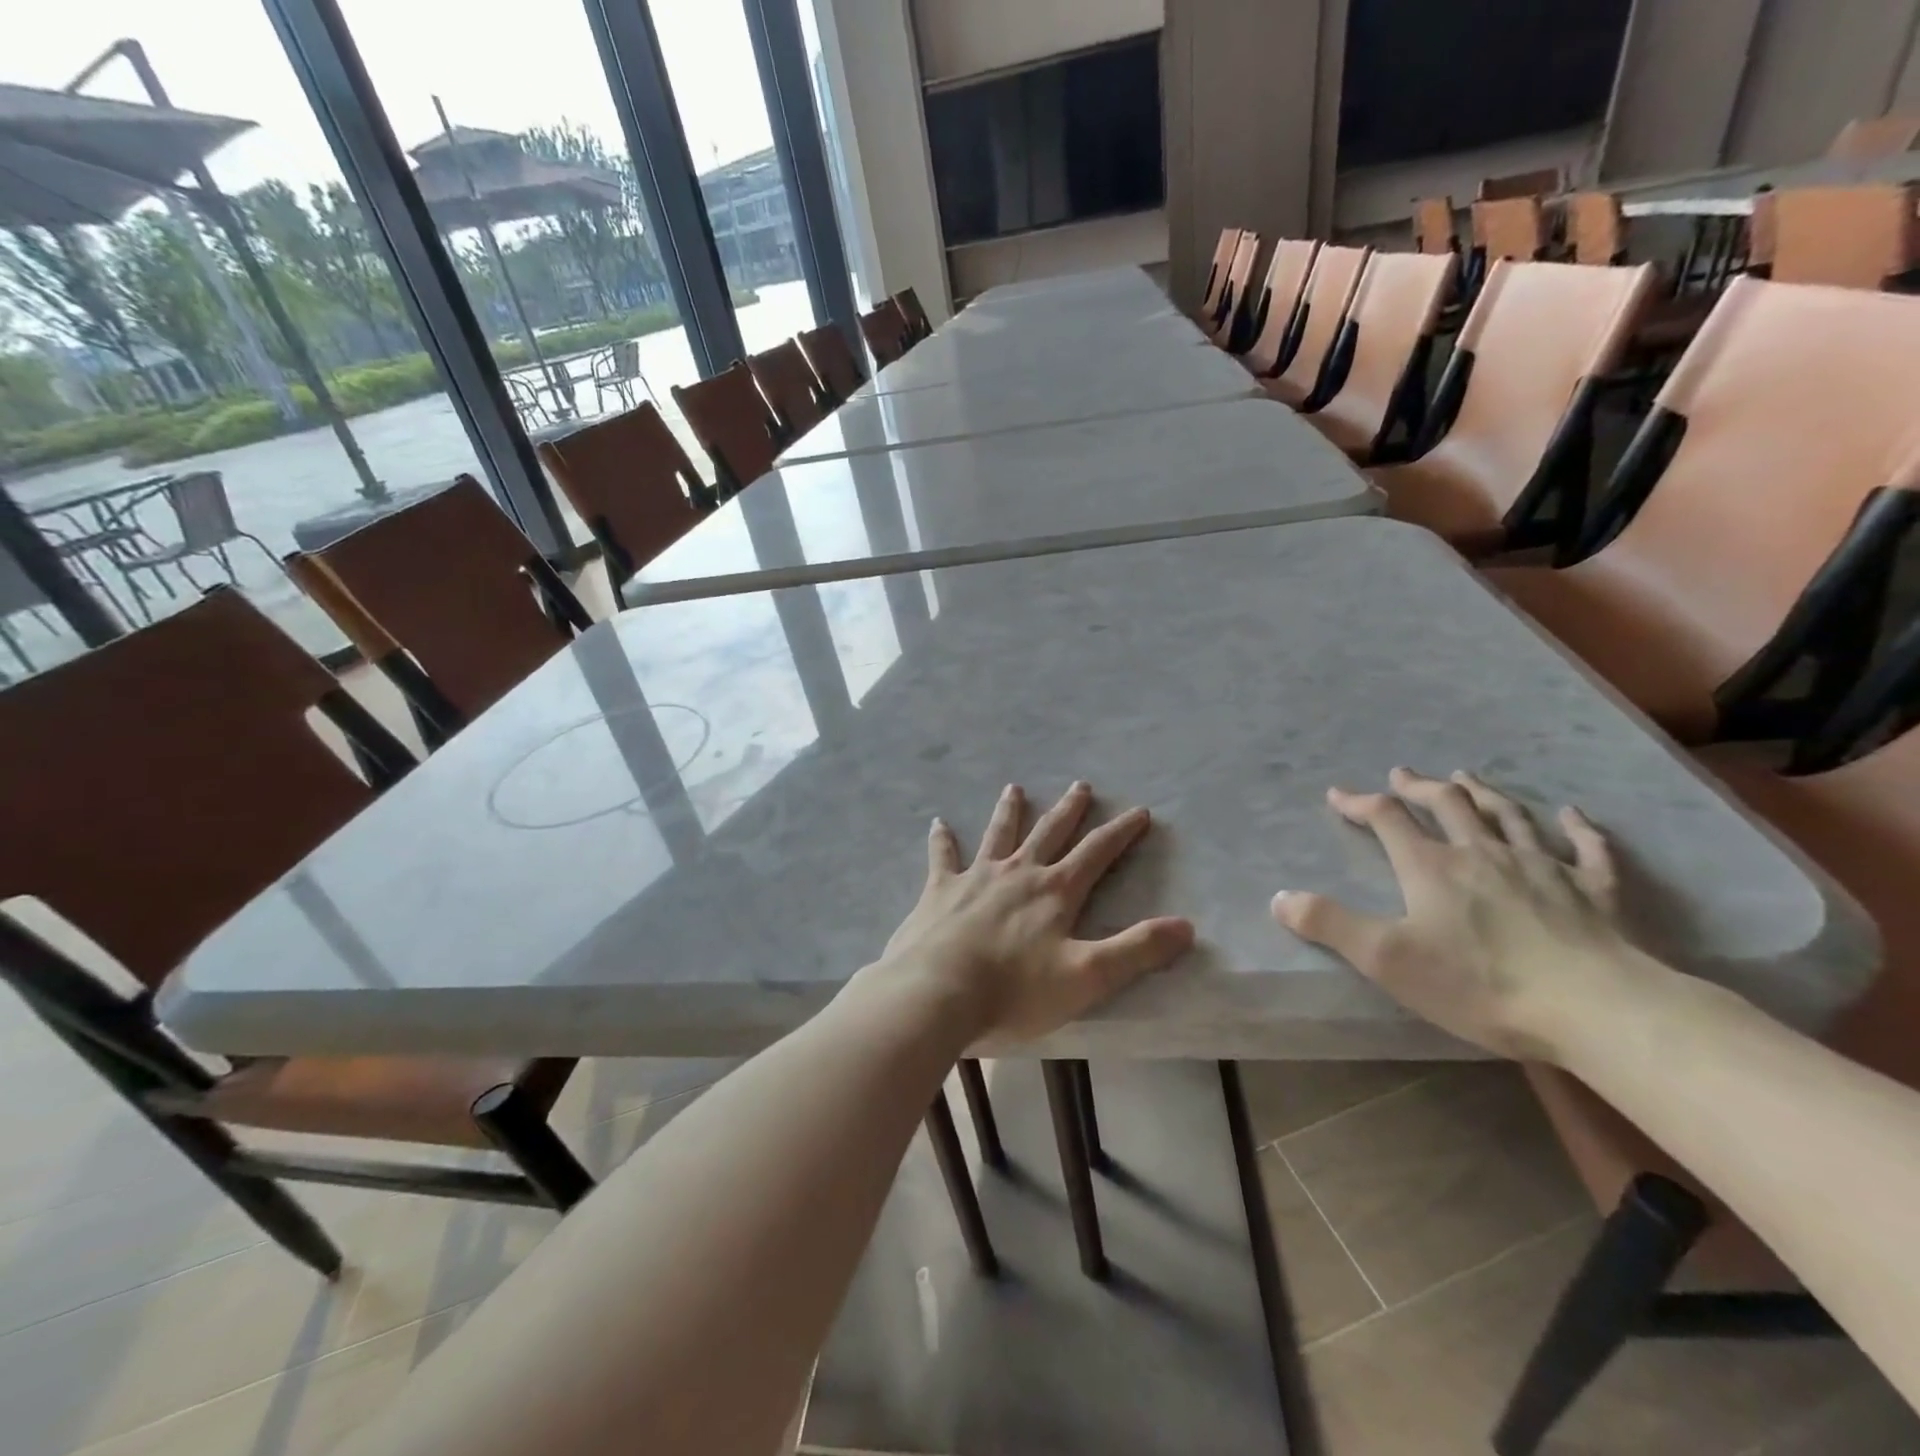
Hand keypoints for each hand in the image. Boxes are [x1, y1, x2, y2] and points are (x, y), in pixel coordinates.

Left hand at [876, 781, 1193, 1042]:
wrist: (938, 993)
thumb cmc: (1015, 991)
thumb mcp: (1087, 977)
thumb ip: (1136, 950)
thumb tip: (1186, 926)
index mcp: (1055, 892)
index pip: (1096, 853)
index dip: (1120, 832)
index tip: (1139, 811)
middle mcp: (1018, 873)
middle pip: (1049, 833)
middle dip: (1069, 810)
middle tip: (1080, 785)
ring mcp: (976, 877)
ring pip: (998, 835)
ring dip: (1009, 811)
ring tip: (1014, 788)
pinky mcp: (940, 890)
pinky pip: (942, 857)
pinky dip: (942, 840)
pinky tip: (938, 823)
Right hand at [1272, 767, 1647, 1059]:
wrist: (1595, 1009)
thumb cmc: (1480, 983)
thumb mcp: (1386, 959)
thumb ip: (1329, 924)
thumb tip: (1279, 898)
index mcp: (1432, 867)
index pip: (1388, 819)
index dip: (1359, 802)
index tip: (1338, 794)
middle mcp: (1483, 853)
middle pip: (1448, 804)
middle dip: (1420, 787)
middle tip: (1403, 775)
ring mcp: (1544, 867)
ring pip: (1508, 815)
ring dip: (1483, 792)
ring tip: (1466, 776)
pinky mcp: (1595, 892)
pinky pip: (1588, 849)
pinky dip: (1578, 827)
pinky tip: (1572, 814)